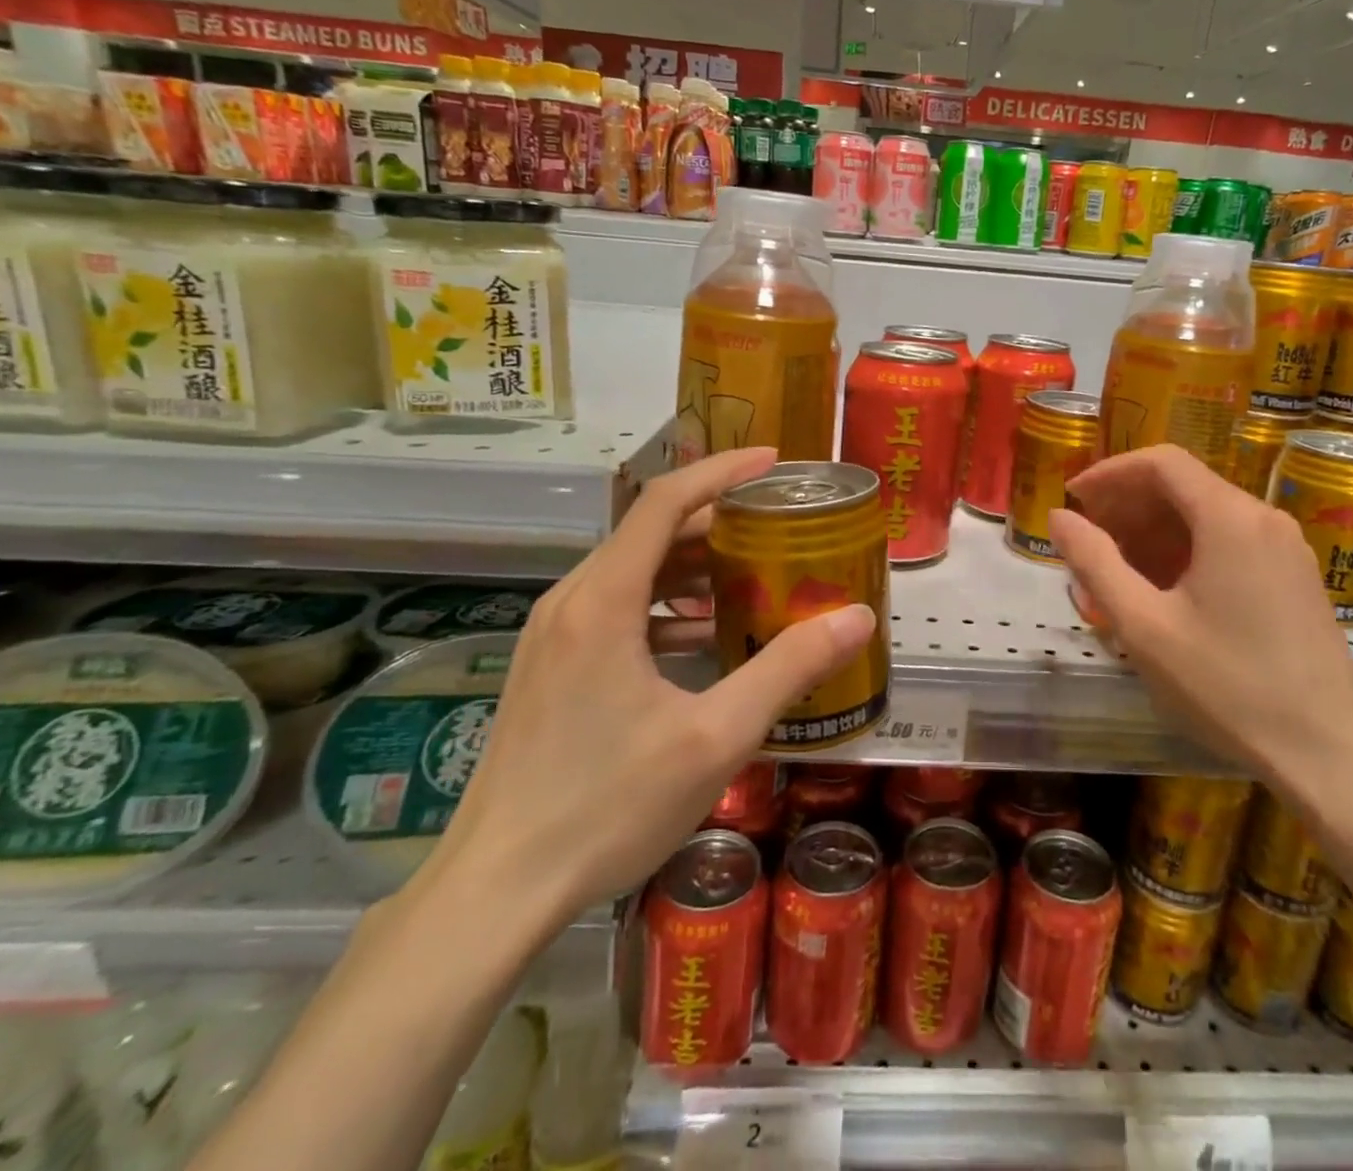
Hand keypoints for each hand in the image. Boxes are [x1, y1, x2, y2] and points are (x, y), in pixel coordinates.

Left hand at [424, 448, 875, 931]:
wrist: (496, 890)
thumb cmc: (607, 806)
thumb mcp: (716, 736)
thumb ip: (788, 668)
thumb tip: (856, 617)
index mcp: (604, 600)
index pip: (665, 500)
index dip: (722, 470)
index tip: (774, 461)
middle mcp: (572, 601)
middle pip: (651, 532)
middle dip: (719, 520)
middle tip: (779, 527)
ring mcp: (555, 636)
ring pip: (633, 571)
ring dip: (694, 565)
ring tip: (754, 576)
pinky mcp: (551, 667)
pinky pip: (617, 608)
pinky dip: (667, 604)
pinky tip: (706, 638)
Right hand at [1049, 444, 1352, 810]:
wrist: (1327, 752)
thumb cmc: (1227, 686)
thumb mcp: (1144, 626)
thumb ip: (1095, 563)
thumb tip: (1059, 517)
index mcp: (1229, 518)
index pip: (1161, 462)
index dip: (1110, 472)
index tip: (1074, 498)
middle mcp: (1263, 518)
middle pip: (1184, 486)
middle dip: (1128, 505)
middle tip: (1087, 539)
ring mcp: (1286, 548)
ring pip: (1206, 516)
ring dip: (1154, 532)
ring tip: (1115, 570)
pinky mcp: (1294, 577)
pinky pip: (1230, 542)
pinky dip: (1187, 552)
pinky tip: (1162, 591)